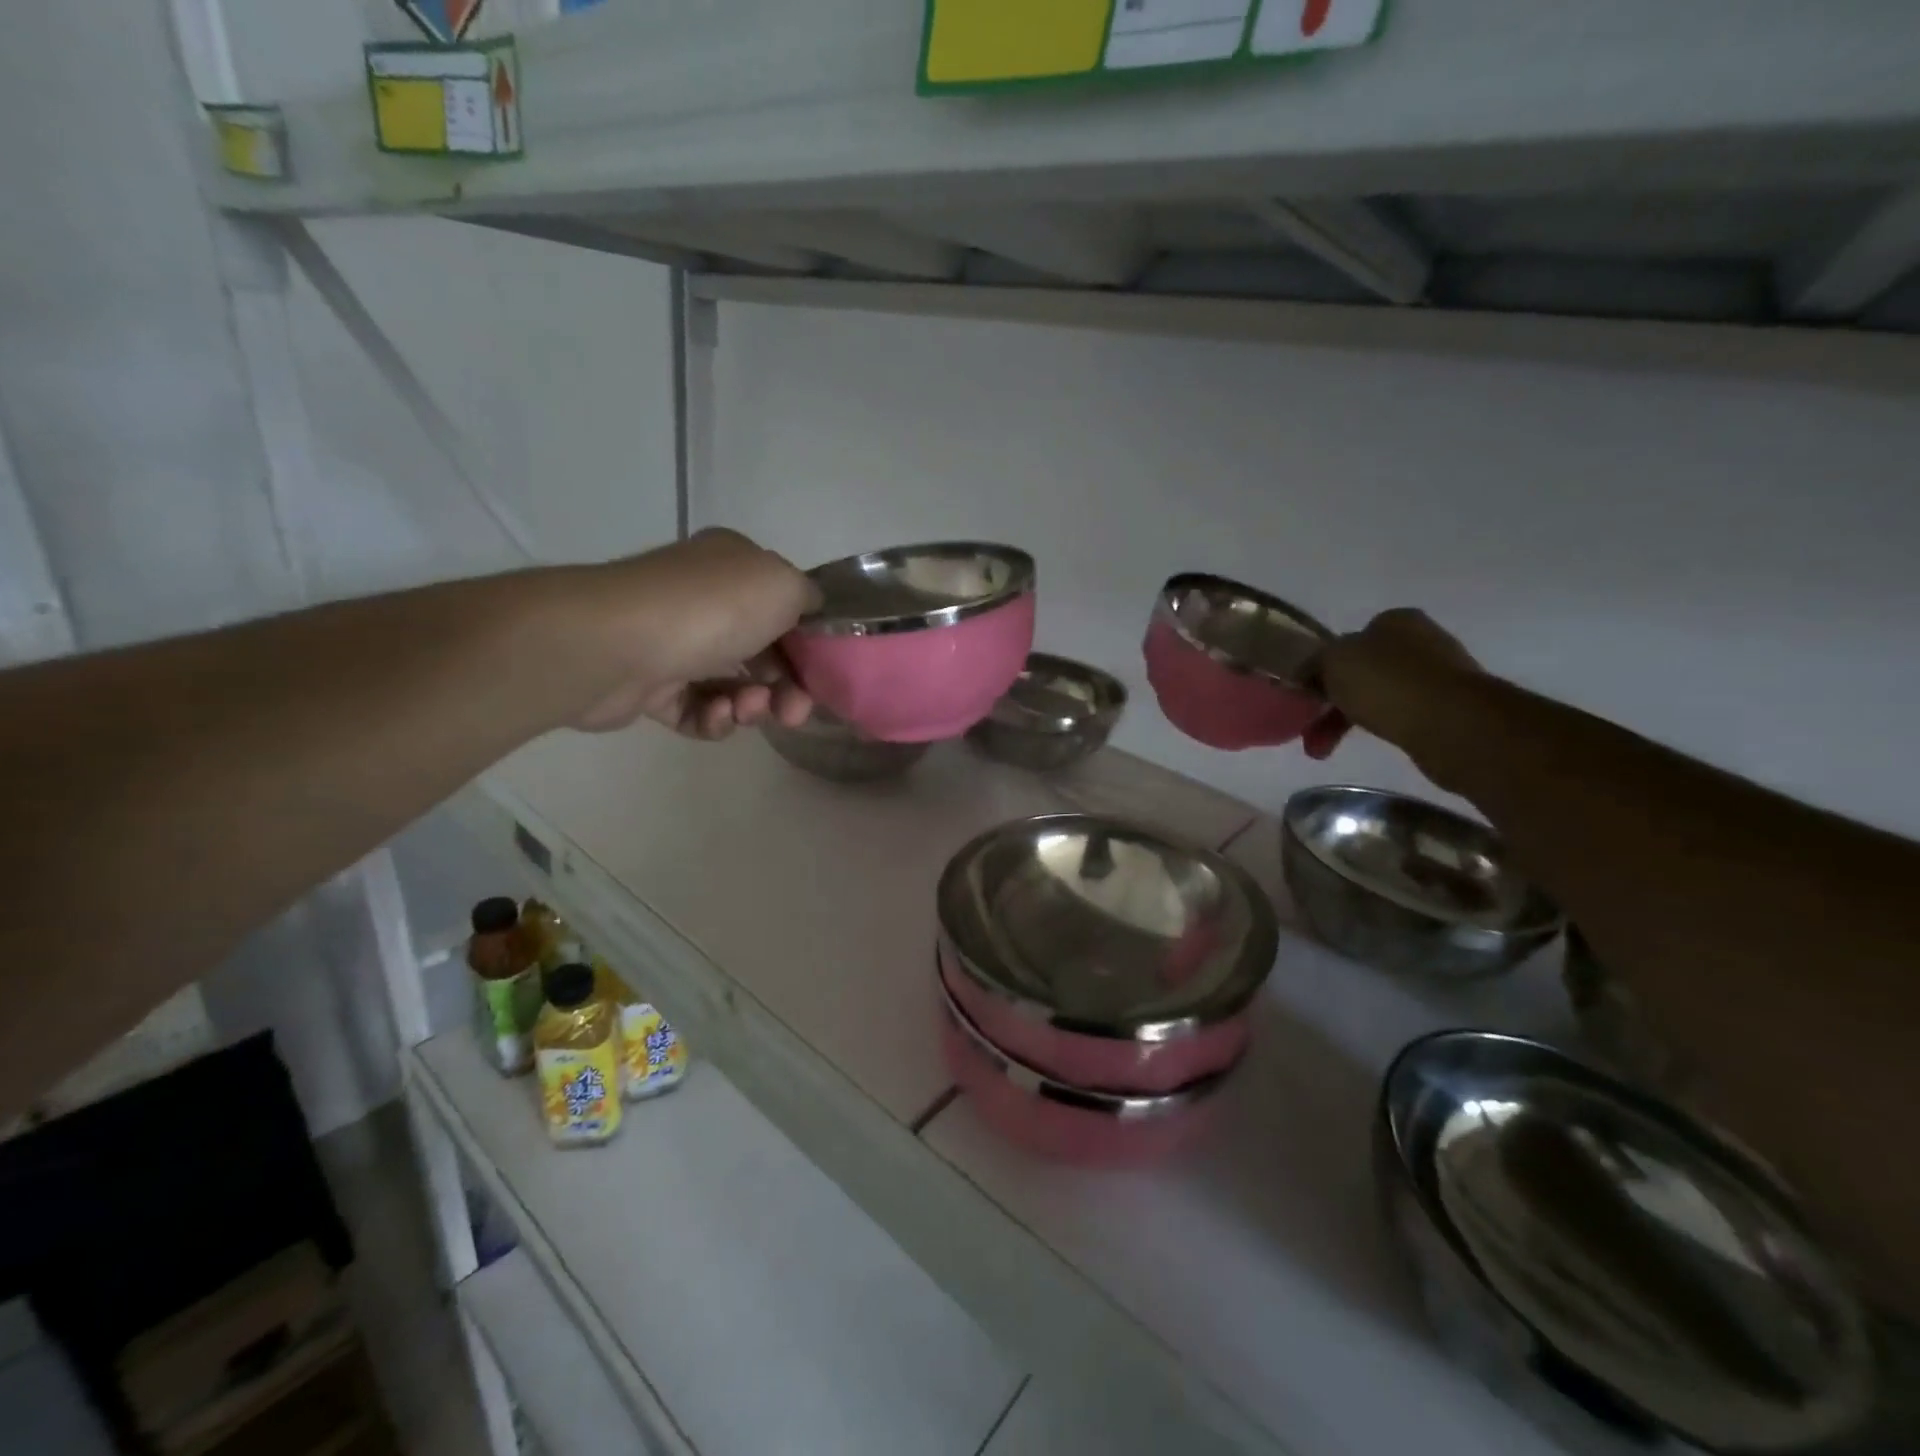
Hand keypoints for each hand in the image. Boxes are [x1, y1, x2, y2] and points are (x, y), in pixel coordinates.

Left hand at [568, 529, 820, 737]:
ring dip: (751, 705)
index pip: (783, 606)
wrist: (617, 643)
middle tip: (794, 712)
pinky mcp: (650, 687)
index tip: (822, 674)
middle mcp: (702, 601)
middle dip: (786, 686)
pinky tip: (716, 715)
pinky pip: (695, 710)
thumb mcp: (783, 584)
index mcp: (732, 568)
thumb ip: (808, 597)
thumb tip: (809, 613)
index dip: (807, 643)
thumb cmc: (711, 608)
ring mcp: (674, 644)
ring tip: (746, 710)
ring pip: (732, 685)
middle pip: (762, 652)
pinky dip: (713, 718)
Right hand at [1304, 609, 1482, 761]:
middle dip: (1332, 702)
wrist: (1452, 723)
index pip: (1348, 639)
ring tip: (1323, 750)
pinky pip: (1400, 715)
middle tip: (1309, 730)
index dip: (1322, 667)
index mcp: (1395, 620)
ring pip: (1378, 697)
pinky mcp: (1450, 708)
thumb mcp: (1333, 661)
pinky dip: (1379, 727)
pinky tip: (1370, 741)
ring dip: (1347, 722)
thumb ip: (1315, 663)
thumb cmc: (1386, 682)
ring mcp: (1439, 674)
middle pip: (1361, 672)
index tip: (1307, 694)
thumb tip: (1310, 673)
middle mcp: (1421, 640)